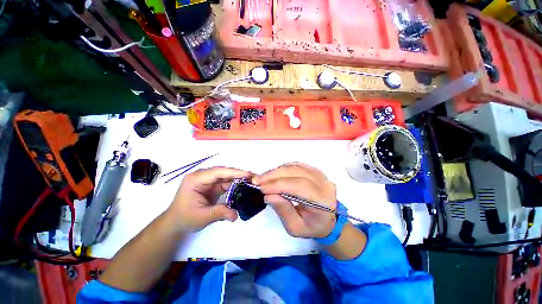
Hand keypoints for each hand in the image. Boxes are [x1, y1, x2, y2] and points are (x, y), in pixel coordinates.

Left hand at [168, 167, 251, 232]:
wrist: (176, 223)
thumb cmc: (185, 218)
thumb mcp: (202, 217)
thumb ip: (220, 213)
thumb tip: (236, 215)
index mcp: (195, 179)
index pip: (217, 172)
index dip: (233, 172)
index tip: (247, 174)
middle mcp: (202, 176)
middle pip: (223, 172)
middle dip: (238, 174)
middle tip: (252, 176)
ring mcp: (207, 180)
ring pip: (225, 176)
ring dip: (237, 178)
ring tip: (250, 180)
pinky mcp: (212, 186)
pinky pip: (225, 182)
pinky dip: (234, 184)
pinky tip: (243, 186)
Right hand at [253, 163, 336, 238]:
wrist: (326, 220)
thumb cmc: (311, 227)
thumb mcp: (295, 228)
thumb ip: (283, 211)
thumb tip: (268, 195)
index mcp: (323, 201)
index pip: (299, 186)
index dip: (279, 185)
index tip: (261, 188)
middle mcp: (324, 184)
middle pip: (297, 173)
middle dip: (274, 176)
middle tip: (257, 180)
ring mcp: (321, 175)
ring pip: (295, 167)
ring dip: (277, 171)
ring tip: (263, 177)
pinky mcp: (315, 170)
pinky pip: (297, 165)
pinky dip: (283, 168)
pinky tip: (274, 173)